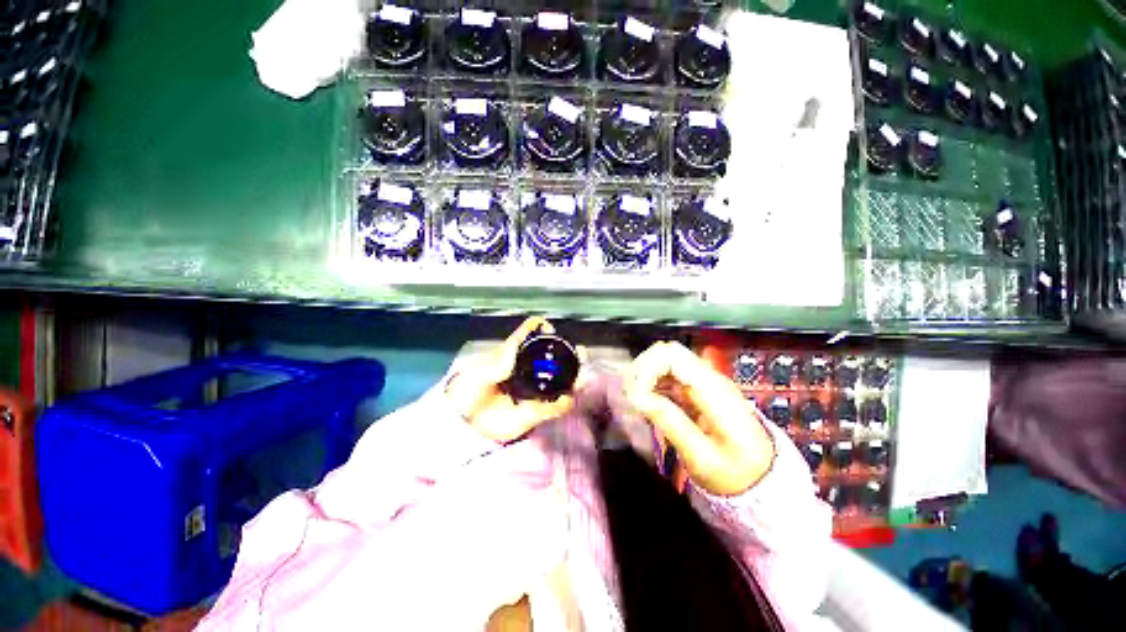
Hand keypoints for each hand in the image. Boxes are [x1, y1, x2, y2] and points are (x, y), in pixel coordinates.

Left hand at [446, 317, 575, 442]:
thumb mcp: (477, 375)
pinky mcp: (536, 411)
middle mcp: (528, 369)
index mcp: (513, 354)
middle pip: (553, 356)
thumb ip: (493, 365)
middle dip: (569, 353)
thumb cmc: (468, 391)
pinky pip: (555, 407)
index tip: (550, 332)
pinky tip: (568, 399)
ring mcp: (534, 390)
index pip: (530, 334)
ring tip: (581, 376)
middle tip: (580, 353)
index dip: (541, 328)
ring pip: (560, 381)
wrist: (465, 424)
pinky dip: (565, 403)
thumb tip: (512, 351)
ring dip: (574, 377)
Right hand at [625, 341, 775, 496]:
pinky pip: (667, 372)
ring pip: (663, 359)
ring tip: (636, 401)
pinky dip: (651, 382)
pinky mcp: (696, 386)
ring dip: (644, 375)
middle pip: (665, 352)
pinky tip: (646, 400)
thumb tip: (638, 398)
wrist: (762, 476)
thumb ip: (671, 423)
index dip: (646, 369)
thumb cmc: (734, 472)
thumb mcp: (702, 457)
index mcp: (713, 390)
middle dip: (641, 370)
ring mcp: (702, 379)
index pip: (671, 355)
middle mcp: (707, 376)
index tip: (635, 396)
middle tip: (631, 399)